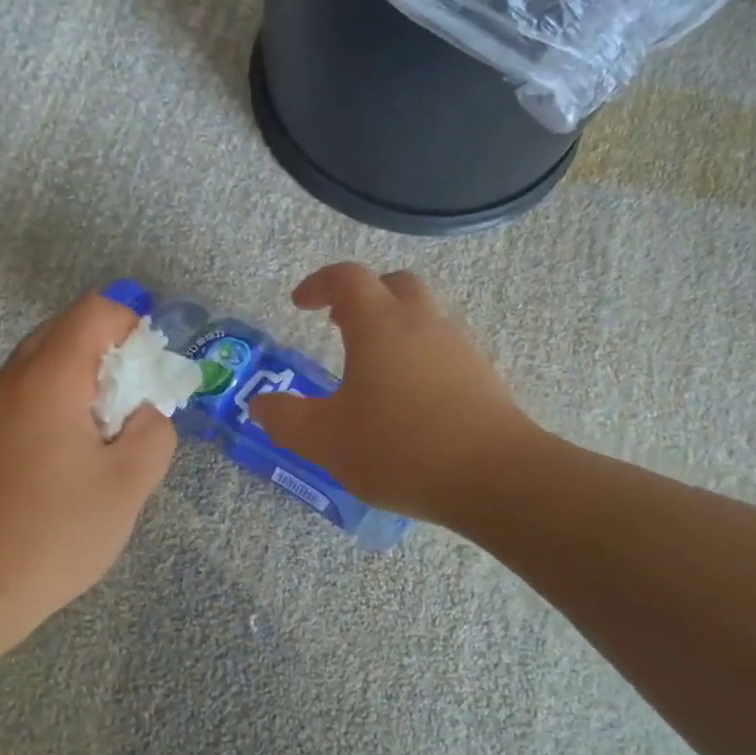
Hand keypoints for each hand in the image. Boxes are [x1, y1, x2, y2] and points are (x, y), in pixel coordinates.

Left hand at [0, 292, 175, 634]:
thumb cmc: (56, 533)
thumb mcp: (129, 484)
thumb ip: (154, 432)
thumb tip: (144, 413)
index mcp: (48, 379)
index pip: (94, 311)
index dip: (131, 327)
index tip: (147, 376)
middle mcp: (8, 380)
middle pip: (65, 332)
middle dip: (108, 355)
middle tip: (129, 409)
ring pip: (40, 365)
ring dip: (79, 383)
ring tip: (98, 439)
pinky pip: (20, 396)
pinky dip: (51, 405)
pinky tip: (61, 461)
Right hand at [248, 264, 533, 523]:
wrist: (494, 477)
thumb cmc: (400, 449)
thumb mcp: (327, 441)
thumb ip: (287, 419)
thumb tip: (261, 405)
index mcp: (380, 325)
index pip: (347, 278)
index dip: (319, 283)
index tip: (300, 304)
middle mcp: (423, 322)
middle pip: (394, 285)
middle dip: (363, 296)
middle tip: (339, 324)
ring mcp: (459, 346)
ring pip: (424, 315)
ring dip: (394, 325)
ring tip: (373, 366)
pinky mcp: (483, 374)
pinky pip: (444, 347)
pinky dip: (420, 354)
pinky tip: (410, 397)